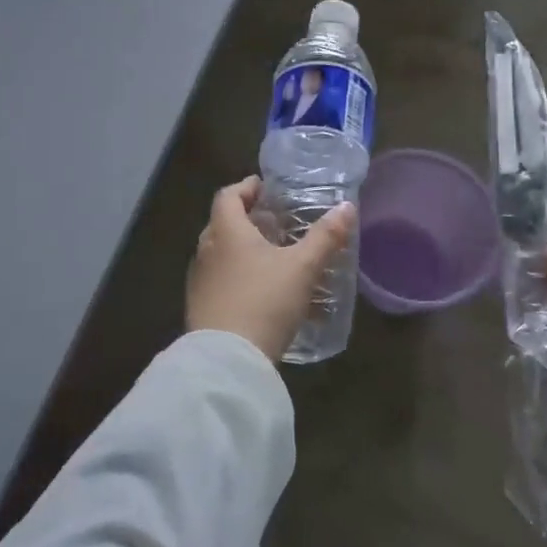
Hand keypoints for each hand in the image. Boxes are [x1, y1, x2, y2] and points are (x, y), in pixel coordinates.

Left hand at [186, 177, 355, 361]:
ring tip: (272, 256)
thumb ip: (325, 237)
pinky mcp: (200, 307)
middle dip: (247, 219)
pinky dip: (238, 275)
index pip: (228, 196)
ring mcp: (200, 280)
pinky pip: (220, 280)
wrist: (227, 359)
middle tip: (275, 222)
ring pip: (220, 253)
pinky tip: (261, 292)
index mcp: (226, 231)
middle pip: (223, 223)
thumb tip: (346, 207)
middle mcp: (206, 250)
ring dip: (242, 249)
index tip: (265, 188)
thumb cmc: (264, 301)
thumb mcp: (302, 268)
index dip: (246, 187)